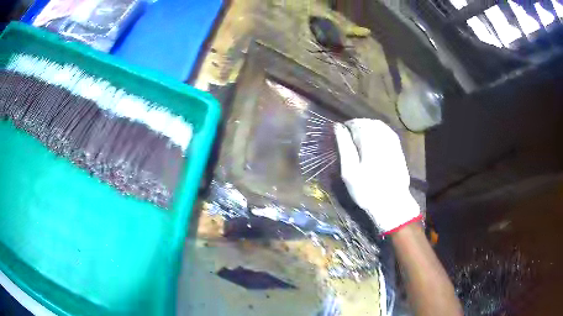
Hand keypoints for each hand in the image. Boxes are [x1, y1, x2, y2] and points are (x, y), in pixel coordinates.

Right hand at [334, 118, 420, 233]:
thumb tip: (338, 126)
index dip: (346, 127)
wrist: (392, 203)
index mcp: (370, 140)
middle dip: (357, 126)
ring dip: (367, 129)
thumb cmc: (367, 190)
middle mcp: (383, 136)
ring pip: (378, 125)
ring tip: (359, 140)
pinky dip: (377, 133)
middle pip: (368, 122)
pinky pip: (386, 131)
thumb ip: (344, 146)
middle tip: (349, 138)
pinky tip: (373, 142)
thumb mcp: (349, 171)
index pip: (356, 123)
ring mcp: (393, 141)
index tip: (340, 135)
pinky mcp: (398, 148)